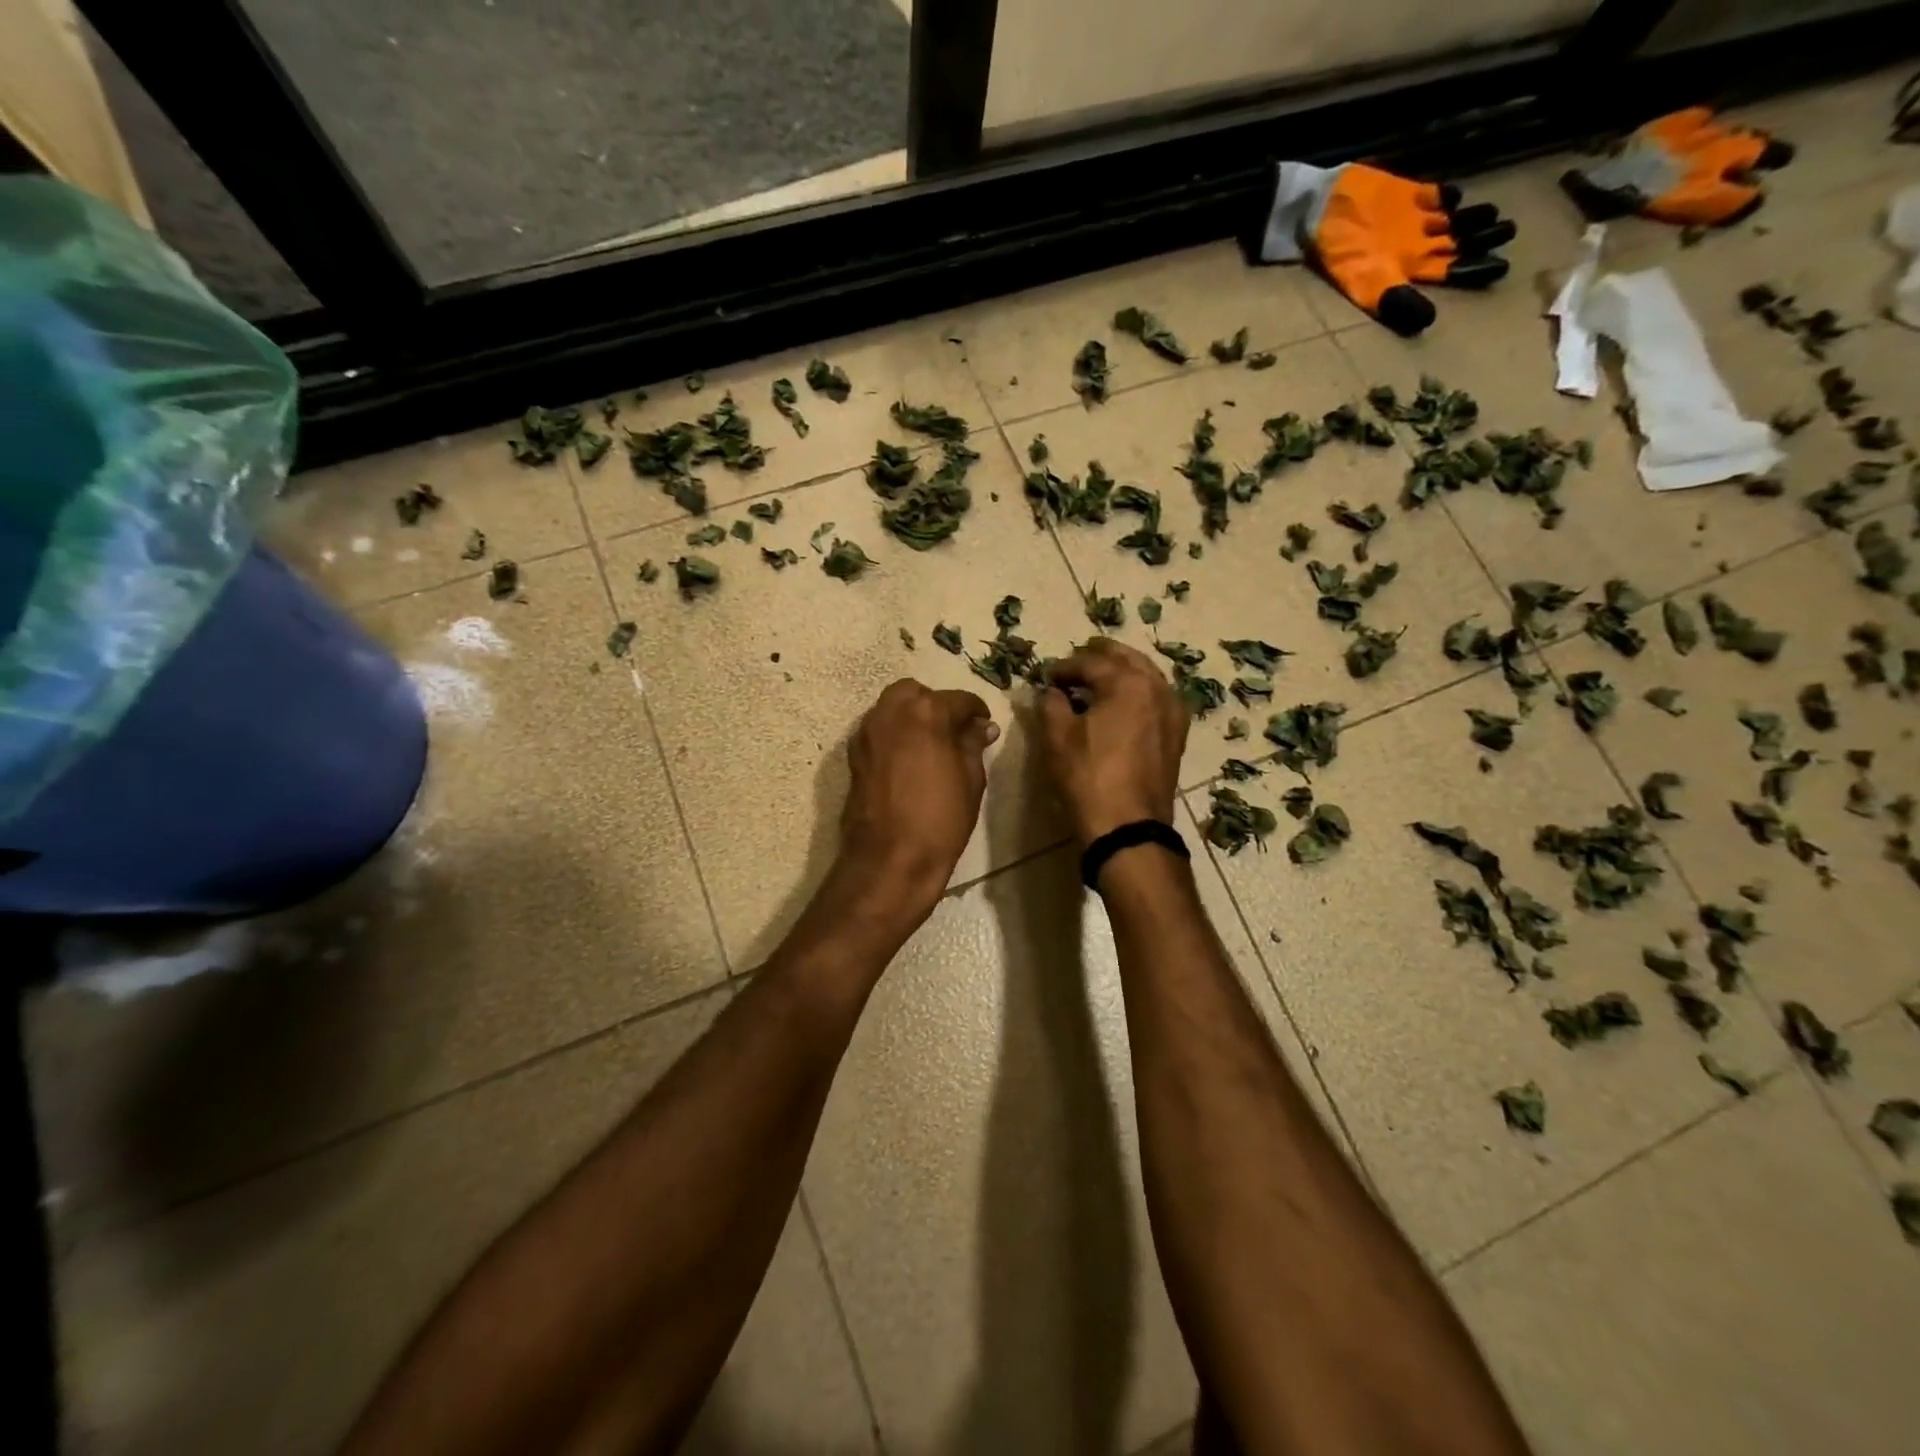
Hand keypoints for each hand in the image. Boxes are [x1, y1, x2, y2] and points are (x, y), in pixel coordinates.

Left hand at [839, 680, 998, 916]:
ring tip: (931, 744)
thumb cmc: (940, 820)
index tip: (984, 725)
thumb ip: (973, 744)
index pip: (958, 700)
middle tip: (953, 731)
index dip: (976, 711)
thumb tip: (981, 727)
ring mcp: (867, 732)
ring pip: (891, 707)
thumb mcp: (971, 780)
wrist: (889, 859)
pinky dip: (894, 734)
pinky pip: (878, 730)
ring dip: (912, 716)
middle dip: (936, 705)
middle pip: (916, 693)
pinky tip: (909, 759)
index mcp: (926, 713)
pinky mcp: (854, 754)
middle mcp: (891, 712)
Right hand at [1040, 638, 1188, 846]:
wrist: (1128, 827)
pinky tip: (1121, 704)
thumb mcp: (1058, 738)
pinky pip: (1156, 699)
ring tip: (1097, 680)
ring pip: (1146, 677)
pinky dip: (1137, 692)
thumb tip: (1051, 691)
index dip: (1065, 666)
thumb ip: (1052, 704)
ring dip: (1121, 672)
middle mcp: (1158, 688)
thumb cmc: (1089, 777)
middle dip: (1100, 657)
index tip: (1046, 675)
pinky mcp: (1176, 735)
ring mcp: (1172, 712)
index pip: (1091, 662)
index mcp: (1128, 682)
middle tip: (1077, 660)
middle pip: (1127, 659)